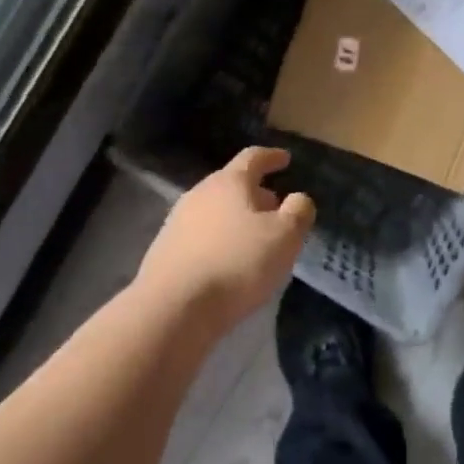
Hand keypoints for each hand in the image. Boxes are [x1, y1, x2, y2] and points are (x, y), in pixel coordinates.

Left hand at [136, 147, 315, 328]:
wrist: (174, 306)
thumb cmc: (237, 263)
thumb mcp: (284, 236)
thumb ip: (298, 212)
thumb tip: (298, 199)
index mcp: (229, 182)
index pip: (253, 158)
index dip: (271, 157)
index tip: (285, 159)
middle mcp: (199, 194)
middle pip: (231, 185)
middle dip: (255, 193)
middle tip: (275, 206)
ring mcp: (177, 222)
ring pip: (215, 211)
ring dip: (236, 218)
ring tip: (254, 237)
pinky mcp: (166, 250)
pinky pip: (201, 236)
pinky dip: (219, 240)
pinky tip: (228, 261)